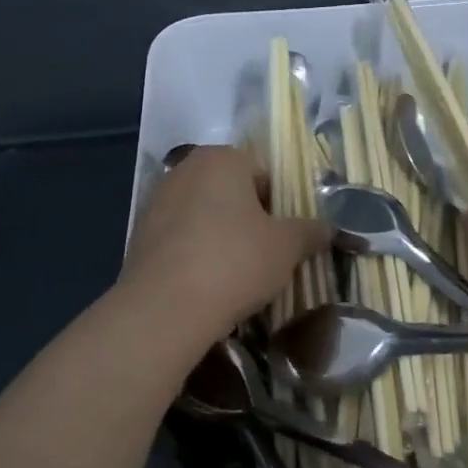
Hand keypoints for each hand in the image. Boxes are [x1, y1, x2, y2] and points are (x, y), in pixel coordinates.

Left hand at [120, 145, 330, 343]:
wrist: (164, 308)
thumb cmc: (234, 262)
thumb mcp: (286, 247)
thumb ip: (309, 232)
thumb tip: (329, 228)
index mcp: (222, 158)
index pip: (262, 174)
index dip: (279, 206)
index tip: (283, 238)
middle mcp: (185, 169)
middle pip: (230, 192)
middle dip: (248, 219)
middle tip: (264, 256)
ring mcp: (157, 200)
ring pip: (203, 214)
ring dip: (220, 236)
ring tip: (234, 274)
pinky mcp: (139, 234)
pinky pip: (179, 238)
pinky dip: (194, 253)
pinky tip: (204, 283)